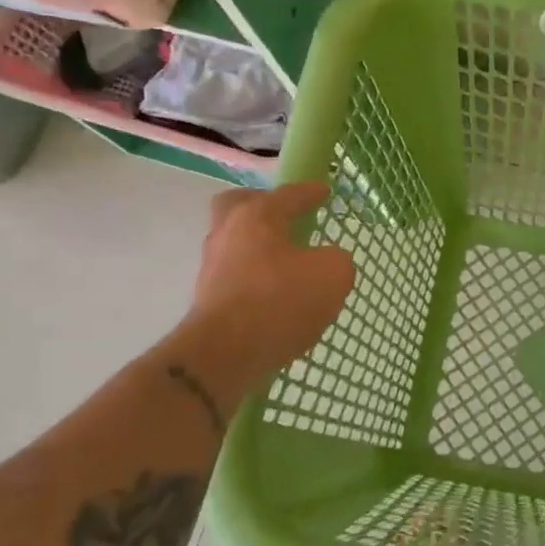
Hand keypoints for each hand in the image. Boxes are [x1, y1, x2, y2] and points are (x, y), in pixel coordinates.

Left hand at [174, 181, 355, 390]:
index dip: (310, 192)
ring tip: (287, 263)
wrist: (224, 355)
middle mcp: (227, 234)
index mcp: (256, 216)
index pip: (287, 195)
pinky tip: (274, 294)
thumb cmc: (280, 301)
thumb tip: (327, 262)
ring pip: (235, 243)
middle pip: (238, 206)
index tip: (324, 190)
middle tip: (284, 216)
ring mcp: (212, 268)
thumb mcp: (332, 275)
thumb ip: (337, 260)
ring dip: (258, 247)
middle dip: (261, 206)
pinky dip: (254, 277)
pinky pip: (235, 276)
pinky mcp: (208, 300)